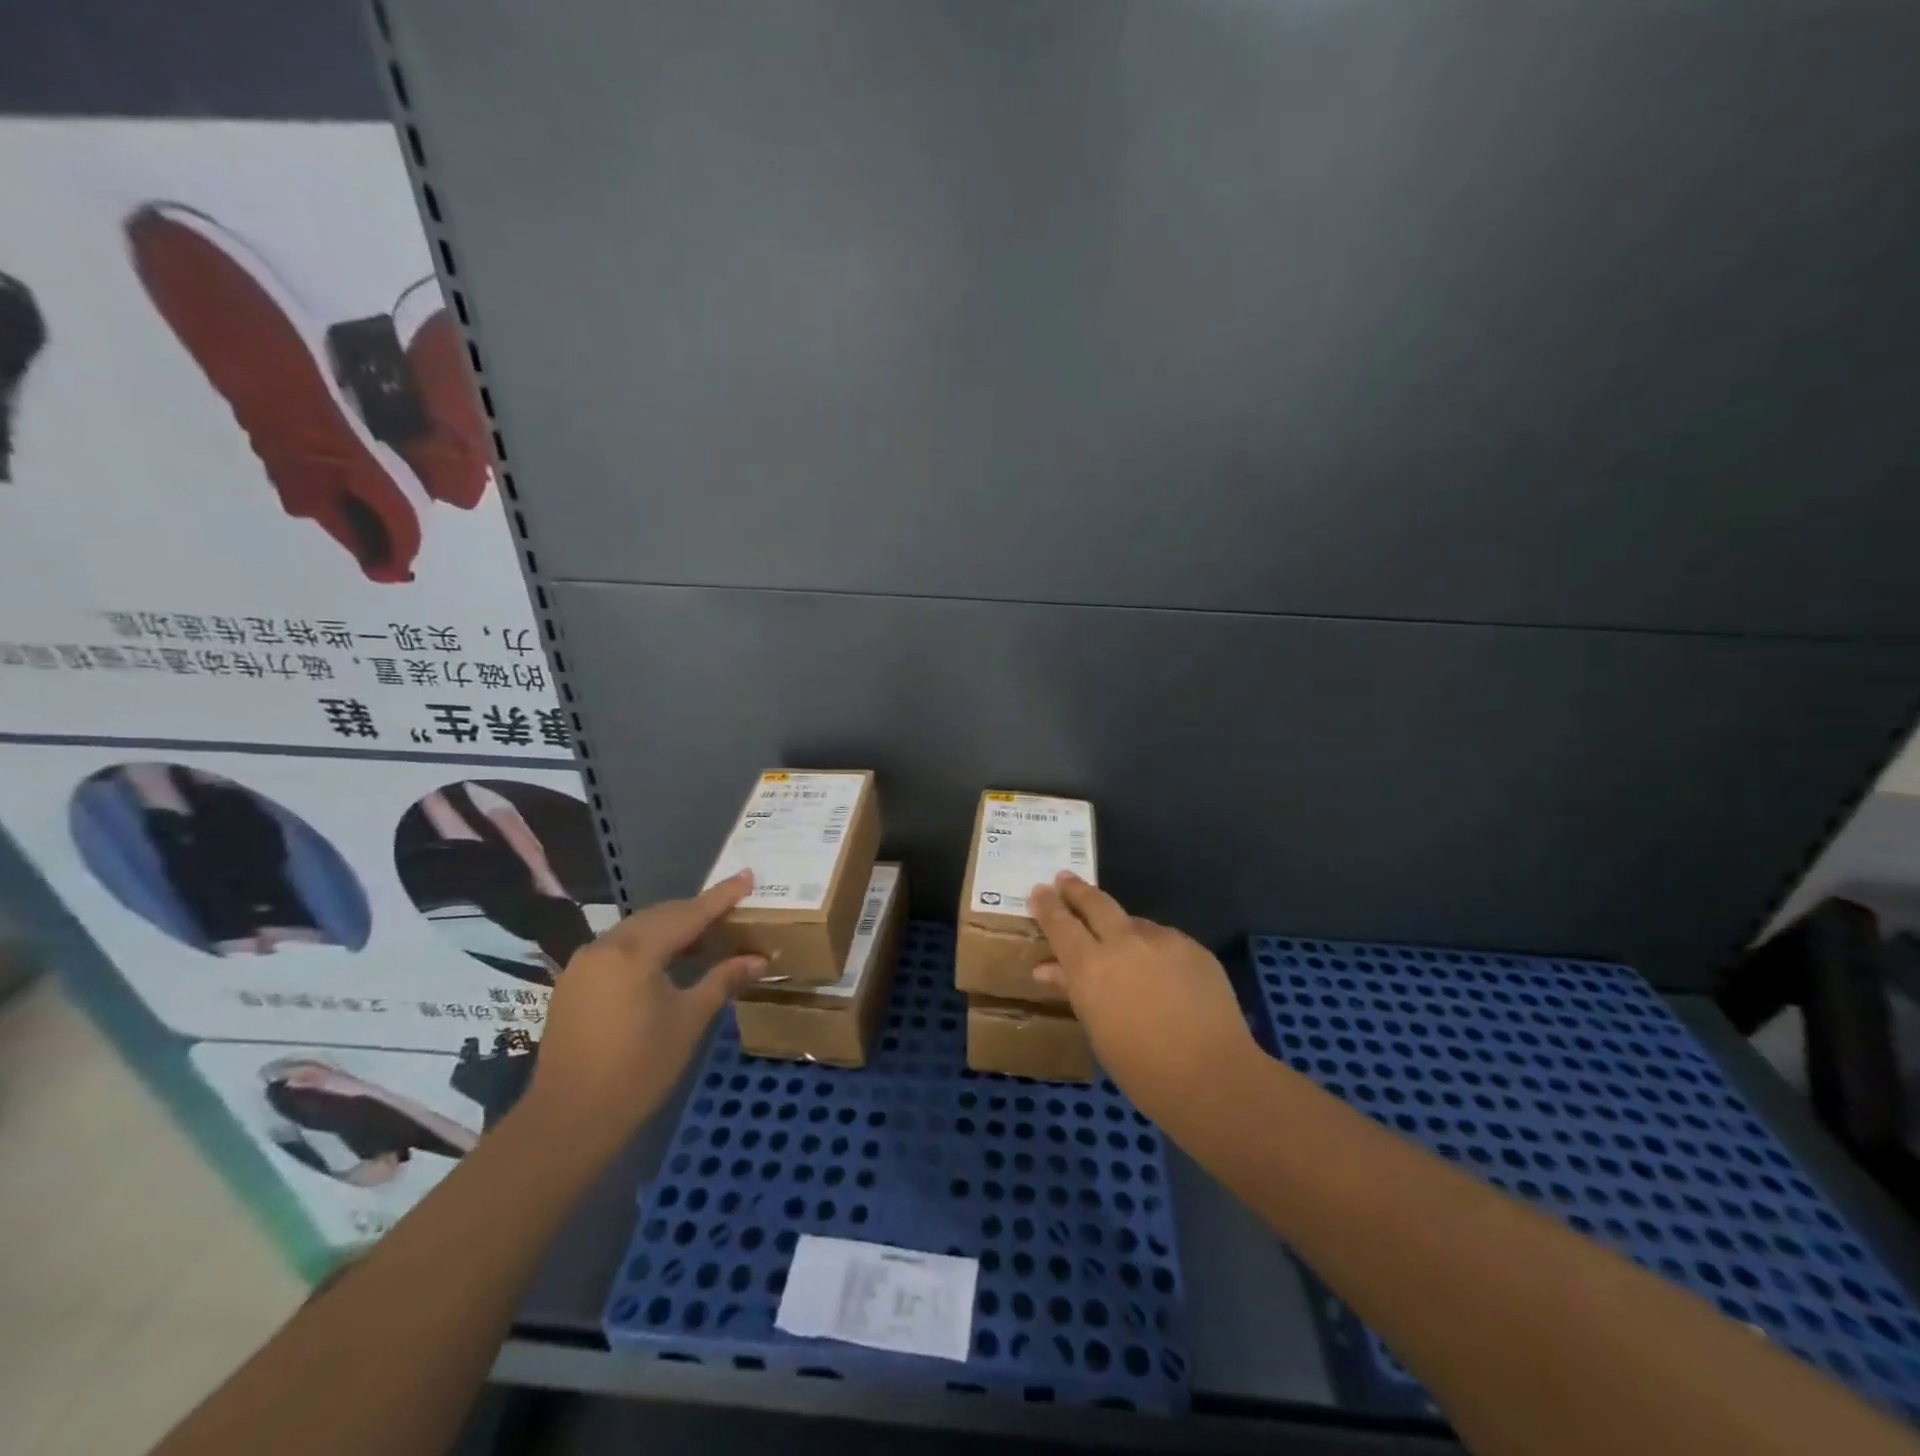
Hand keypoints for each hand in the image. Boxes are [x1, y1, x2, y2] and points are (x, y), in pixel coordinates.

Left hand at [525, 870, 765, 1146]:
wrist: (568, 1120)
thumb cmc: (638, 1070)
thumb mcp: (689, 1021)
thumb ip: (723, 980)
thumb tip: (758, 959)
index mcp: (634, 952)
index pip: (689, 914)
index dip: (721, 896)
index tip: (748, 876)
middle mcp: (605, 946)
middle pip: (660, 916)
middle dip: (697, 910)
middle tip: (732, 908)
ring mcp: (584, 963)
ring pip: (638, 930)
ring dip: (672, 928)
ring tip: (707, 935)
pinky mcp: (574, 982)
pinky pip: (619, 948)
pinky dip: (649, 945)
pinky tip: (669, 960)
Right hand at [1030, 873, 1259, 1125]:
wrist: (1213, 1076)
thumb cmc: (1142, 1069)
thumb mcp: (1097, 1030)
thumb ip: (1073, 990)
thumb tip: (1047, 968)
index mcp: (1090, 966)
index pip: (1060, 924)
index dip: (1047, 905)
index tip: (1039, 890)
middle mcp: (1123, 942)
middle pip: (1095, 903)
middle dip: (1077, 890)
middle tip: (1064, 879)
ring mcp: (1161, 940)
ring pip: (1133, 922)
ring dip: (1120, 927)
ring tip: (1120, 944)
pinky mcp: (1193, 946)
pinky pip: (1163, 940)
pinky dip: (1153, 948)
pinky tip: (1161, 971)